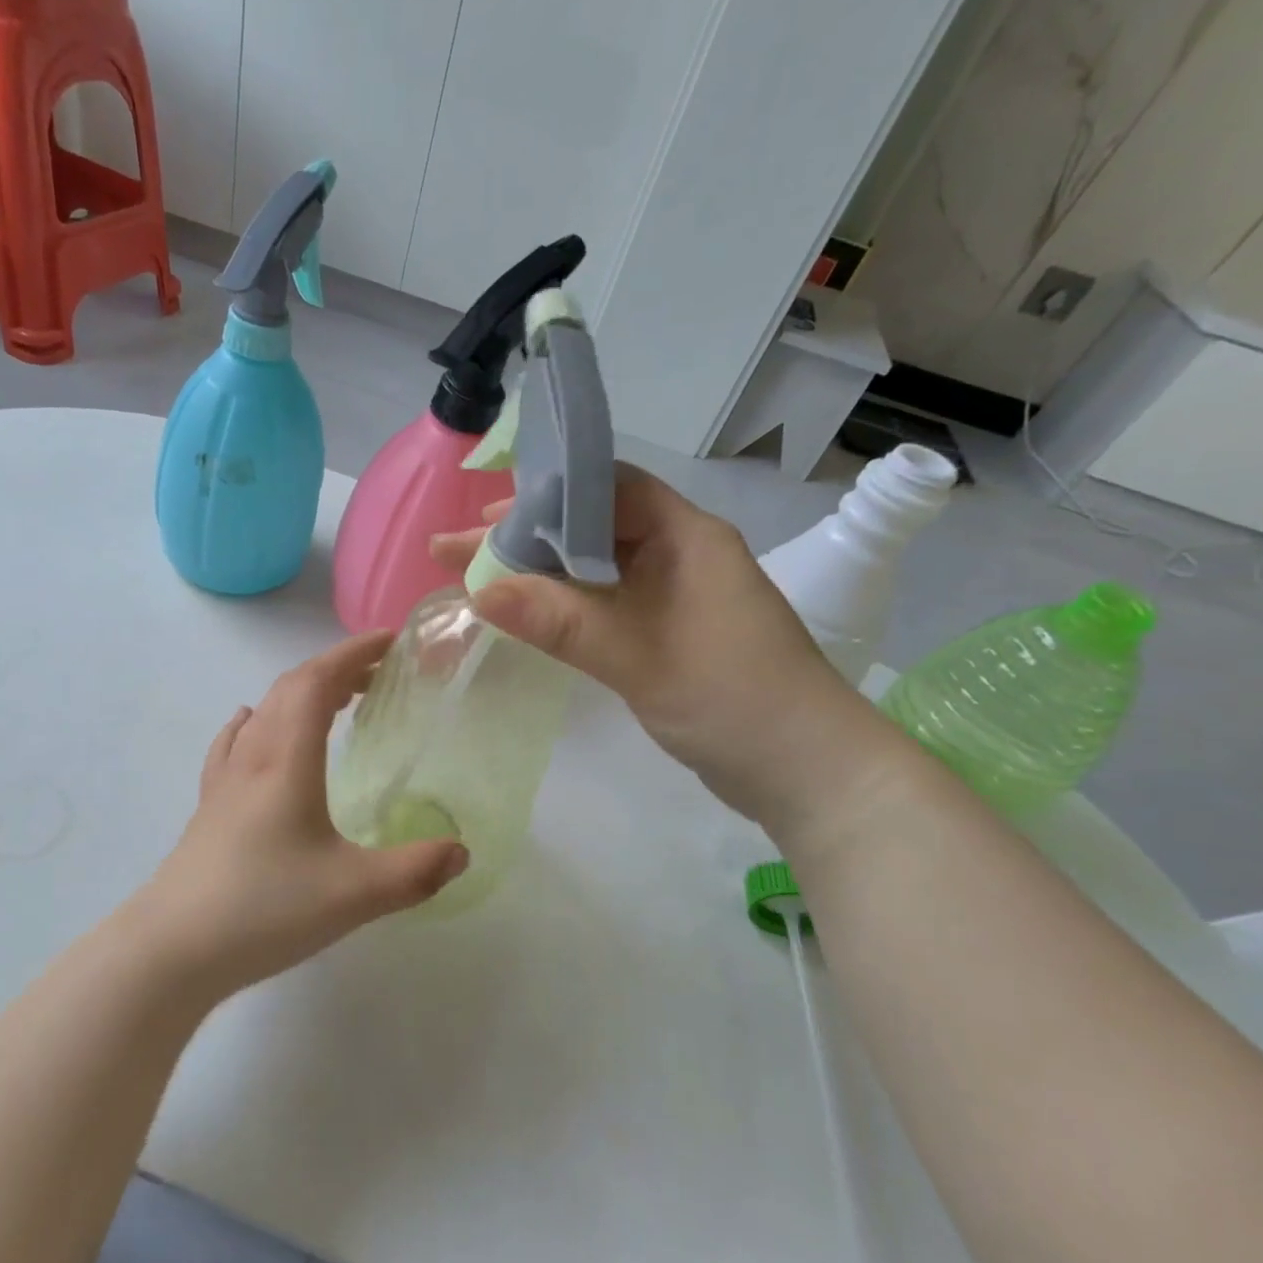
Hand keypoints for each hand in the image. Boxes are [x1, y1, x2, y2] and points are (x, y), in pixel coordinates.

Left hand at [129, 632, 468, 997]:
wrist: (172, 949)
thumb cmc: (264, 909)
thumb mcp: (353, 894)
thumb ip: (415, 871)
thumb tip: (462, 851)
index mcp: (285, 759)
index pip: (317, 681)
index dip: (353, 653)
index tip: (390, 641)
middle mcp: (252, 756)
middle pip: (290, 688)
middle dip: (336, 669)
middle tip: (379, 675)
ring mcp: (225, 781)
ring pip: (263, 711)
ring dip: (302, 693)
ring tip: (337, 701)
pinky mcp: (209, 807)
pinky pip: (235, 742)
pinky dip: (258, 721)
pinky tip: (253, 728)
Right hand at [432, 462, 876, 827]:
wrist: (807, 773)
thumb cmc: (733, 700)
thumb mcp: (640, 656)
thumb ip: (561, 621)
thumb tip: (479, 592)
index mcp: (685, 537)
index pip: (606, 489)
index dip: (543, 495)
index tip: (484, 517)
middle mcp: (678, 555)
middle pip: (588, 528)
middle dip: (522, 538)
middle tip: (455, 552)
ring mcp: (672, 596)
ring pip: (591, 569)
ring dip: (535, 573)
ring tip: (474, 579)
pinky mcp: (665, 632)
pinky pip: (602, 603)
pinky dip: (558, 605)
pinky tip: (523, 613)